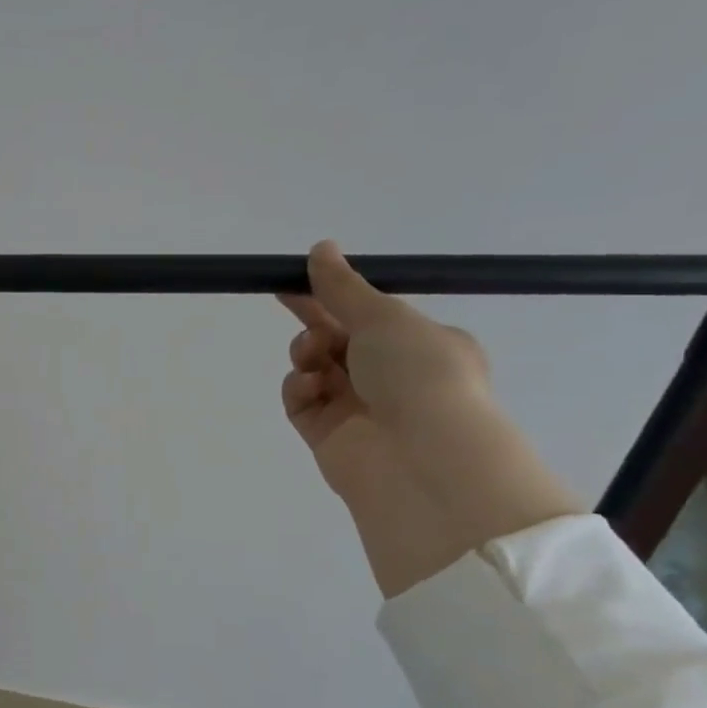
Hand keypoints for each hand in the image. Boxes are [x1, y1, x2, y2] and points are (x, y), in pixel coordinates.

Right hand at [279, 242, 580, 595]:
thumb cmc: (418, 374)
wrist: (422, 459)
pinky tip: (308, 386)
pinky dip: (300, 388)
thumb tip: (321, 248)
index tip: (301, 278)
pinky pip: (303, 402)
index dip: (335, 295)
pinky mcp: (328, 437)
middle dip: (314, 320)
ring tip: (312, 354)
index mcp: (421, 345)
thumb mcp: (384, 317)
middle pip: (339, 340)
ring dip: (308, 352)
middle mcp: (392, 377)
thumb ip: (343, 287)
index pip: (370, 315)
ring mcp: (358, 409)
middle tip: (284, 296)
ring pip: (317, 369)